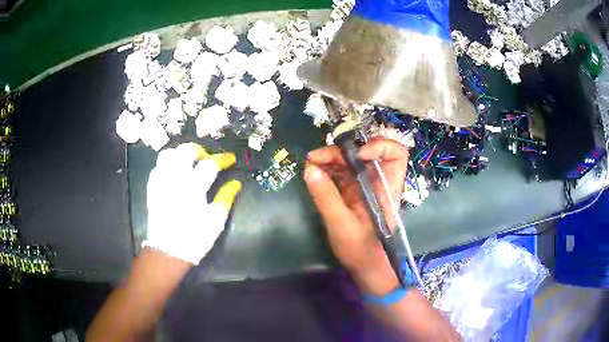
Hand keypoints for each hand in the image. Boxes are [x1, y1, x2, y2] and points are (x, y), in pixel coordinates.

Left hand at [145, 143, 241, 263]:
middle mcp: (176, 179)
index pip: (210, 164)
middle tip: (207, 159)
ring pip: (169, 154)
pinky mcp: (153, 187)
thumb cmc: (195, 237)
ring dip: (181, 153)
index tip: (230, 159)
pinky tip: (175, 172)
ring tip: (189, 162)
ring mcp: (161, 181)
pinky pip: (158, 166)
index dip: (222, 158)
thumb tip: (236, 183)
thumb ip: (226, 198)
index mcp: (194, 188)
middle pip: (186, 151)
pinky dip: (168, 164)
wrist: (169, 251)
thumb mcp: (215, 221)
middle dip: (200, 150)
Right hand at [303, 138, 407, 294]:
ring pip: (350, 162)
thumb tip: (310, 169)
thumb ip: (326, 196)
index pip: (396, 154)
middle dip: (341, 151)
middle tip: (315, 158)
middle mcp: (377, 182)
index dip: (379, 146)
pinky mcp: (353, 193)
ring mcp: (364, 187)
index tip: (357, 156)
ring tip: (310, 163)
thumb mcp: (341, 224)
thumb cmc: (360, 249)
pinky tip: (313, 173)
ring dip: (330, 159)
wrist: (364, 267)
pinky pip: (341, 174)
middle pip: (365, 153)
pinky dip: (327, 170)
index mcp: (386, 188)